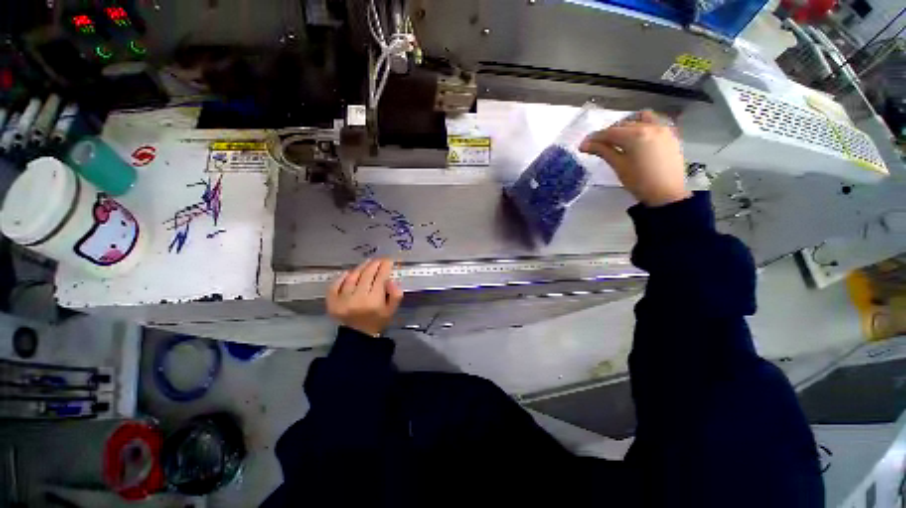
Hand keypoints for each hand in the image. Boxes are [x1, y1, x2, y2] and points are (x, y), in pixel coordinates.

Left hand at [327, 258, 403, 335]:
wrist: (358, 336)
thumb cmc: (378, 320)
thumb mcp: (392, 309)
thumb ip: (396, 294)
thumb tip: (391, 279)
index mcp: (374, 301)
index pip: (380, 278)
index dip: (385, 266)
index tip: (388, 260)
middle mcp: (357, 299)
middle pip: (366, 275)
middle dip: (374, 264)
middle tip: (379, 259)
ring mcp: (342, 300)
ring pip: (352, 277)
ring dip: (361, 267)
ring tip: (367, 263)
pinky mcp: (331, 302)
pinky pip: (335, 285)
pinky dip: (342, 277)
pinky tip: (349, 273)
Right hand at [580, 110, 690, 206]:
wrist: (667, 194)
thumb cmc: (639, 182)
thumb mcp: (618, 166)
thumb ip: (603, 151)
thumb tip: (585, 145)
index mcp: (635, 135)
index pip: (609, 132)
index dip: (594, 138)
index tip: (583, 146)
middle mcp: (650, 126)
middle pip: (623, 125)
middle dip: (608, 134)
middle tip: (597, 146)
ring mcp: (663, 128)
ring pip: (639, 120)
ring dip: (626, 126)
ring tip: (618, 139)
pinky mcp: (670, 134)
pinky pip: (654, 122)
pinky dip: (642, 125)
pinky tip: (636, 137)